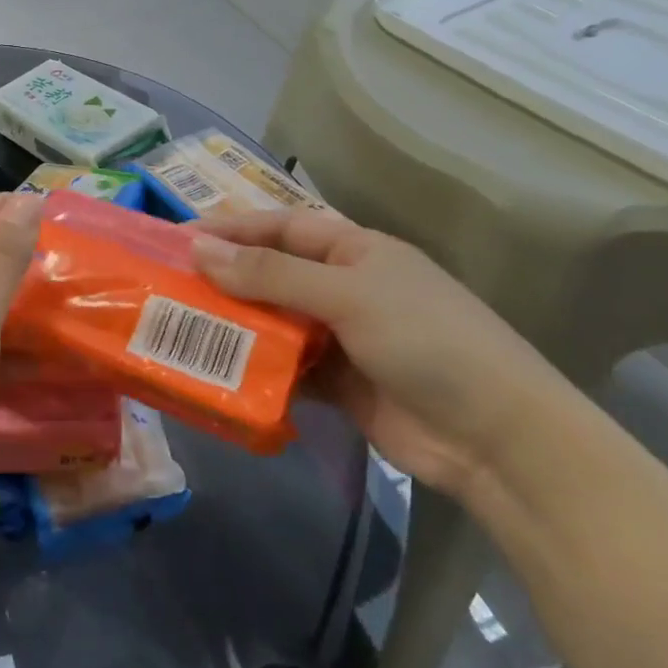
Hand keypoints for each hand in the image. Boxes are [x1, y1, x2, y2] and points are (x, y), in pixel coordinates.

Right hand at [191, 209, 564, 498]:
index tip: (180, 237)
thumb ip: (271, 274)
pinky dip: (254, 367)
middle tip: (169, 285)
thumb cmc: (427, 342)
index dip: (233, 228)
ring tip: (180, 327)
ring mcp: (342, 338)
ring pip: (274, 321)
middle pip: (273, 273)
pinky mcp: (338, 384)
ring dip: (235, 324)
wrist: (498, 440)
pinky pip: (285, 366)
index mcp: (356, 251)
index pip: (283, 226)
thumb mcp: (347, 295)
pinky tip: (217, 371)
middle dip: (225, 278)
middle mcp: (346, 288)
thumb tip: (199, 250)